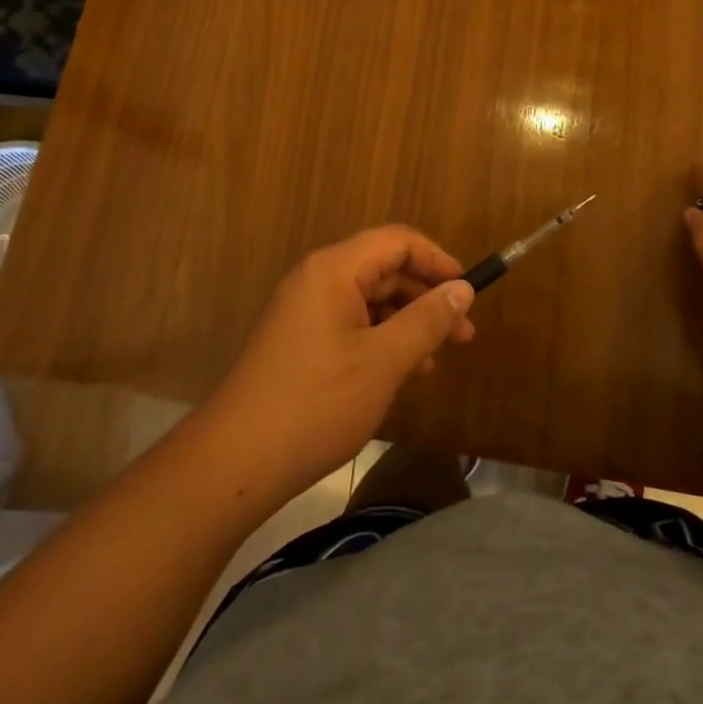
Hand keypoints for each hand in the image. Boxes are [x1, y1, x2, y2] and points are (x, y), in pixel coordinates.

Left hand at [205, 226, 476, 500]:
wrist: (235, 462)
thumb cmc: (318, 402)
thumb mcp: (385, 360)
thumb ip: (428, 319)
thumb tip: (462, 289)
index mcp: (335, 269)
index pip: (398, 241)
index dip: (438, 260)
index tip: (468, 293)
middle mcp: (317, 279)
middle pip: (384, 269)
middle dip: (427, 297)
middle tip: (464, 334)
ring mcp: (304, 311)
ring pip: (370, 300)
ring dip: (408, 322)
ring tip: (438, 358)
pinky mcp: (298, 341)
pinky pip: (351, 324)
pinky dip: (382, 340)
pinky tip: (402, 372)